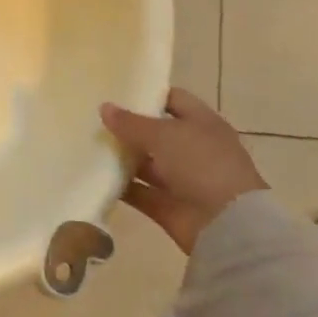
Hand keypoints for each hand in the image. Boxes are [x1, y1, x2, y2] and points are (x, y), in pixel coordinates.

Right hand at [101, 88, 267, 253]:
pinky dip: (121, 186)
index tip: (117, 90)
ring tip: (89, 145)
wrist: (228, 227)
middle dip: (129, 127)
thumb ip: (131, 122)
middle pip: (156, 133)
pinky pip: (140, 192)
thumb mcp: (163, 135)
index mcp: (202, 124)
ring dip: (122, 157)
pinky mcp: (170, 207)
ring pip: (146, 164)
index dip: (149, 93)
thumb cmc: (201, 165)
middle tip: (94, 117)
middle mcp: (194, 149)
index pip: (174, 99)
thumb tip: (104, 107)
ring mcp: (183, 180)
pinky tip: (95, 175)